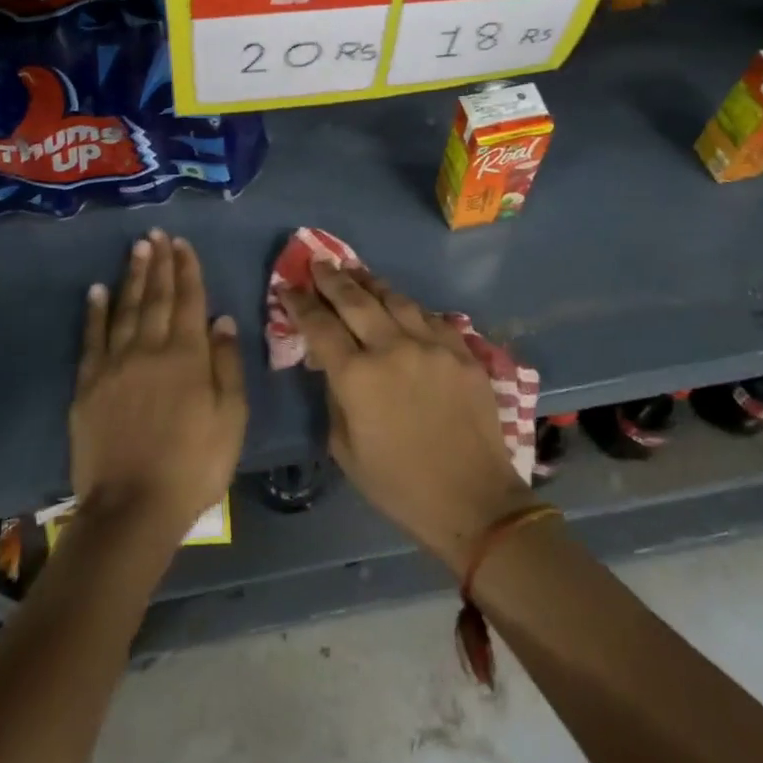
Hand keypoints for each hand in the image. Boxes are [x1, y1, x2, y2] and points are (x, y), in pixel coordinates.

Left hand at [69, 230, 246, 554]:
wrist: (133, 509)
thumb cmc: (194, 465)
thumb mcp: (231, 418)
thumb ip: (227, 364)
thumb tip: (221, 318)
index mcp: (188, 356)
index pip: (189, 300)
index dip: (187, 269)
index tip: (182, 243)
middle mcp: (151, 349)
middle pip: (156, 297)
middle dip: (159, 263)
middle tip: (157, 234)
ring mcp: (116, 365)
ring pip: (126, 309)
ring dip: (132, 276)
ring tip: (137, 249)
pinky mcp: (88, 385)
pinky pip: (92, 339)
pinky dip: (95, 312)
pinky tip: (97, 290)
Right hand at [283, 261, 530, 573]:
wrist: (473, 501)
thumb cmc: (399, 485)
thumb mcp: (346, 450)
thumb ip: (334, 396)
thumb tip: (332, 364)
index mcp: (357, 376)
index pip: (319, 326)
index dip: (300, 303)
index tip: (288, 287)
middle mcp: (392, 348)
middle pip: (355, 299)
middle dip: (332, 278)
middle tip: (318, 261)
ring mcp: (431, 344)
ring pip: (394, 298)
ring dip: (370, 282)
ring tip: (355, 271)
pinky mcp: (461, 350)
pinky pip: (429, 315)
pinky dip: (408, 305)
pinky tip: (399, 302)